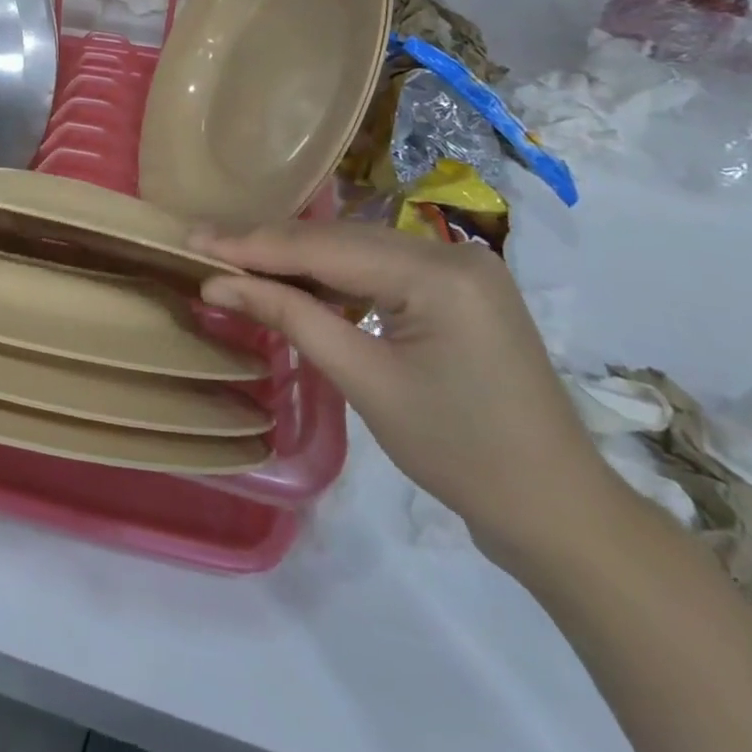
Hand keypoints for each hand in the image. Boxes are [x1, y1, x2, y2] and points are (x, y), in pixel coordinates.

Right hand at [195, 222, 616, 557]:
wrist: (559, 512)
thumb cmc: (461, 453)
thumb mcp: (364, 381)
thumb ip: (288, 318)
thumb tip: (216, 284)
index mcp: (438, 272)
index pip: (323, 248)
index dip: (251, 244)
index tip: (192, 239)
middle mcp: (450, 252)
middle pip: (338, 240)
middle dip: (267, 246)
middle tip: (202, 246)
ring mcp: (458, 267)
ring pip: (354, 250)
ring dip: (295, 259)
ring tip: (234, 261)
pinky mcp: (456, 289)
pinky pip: (377, 269)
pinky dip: (330, 276)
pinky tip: (293, 283)